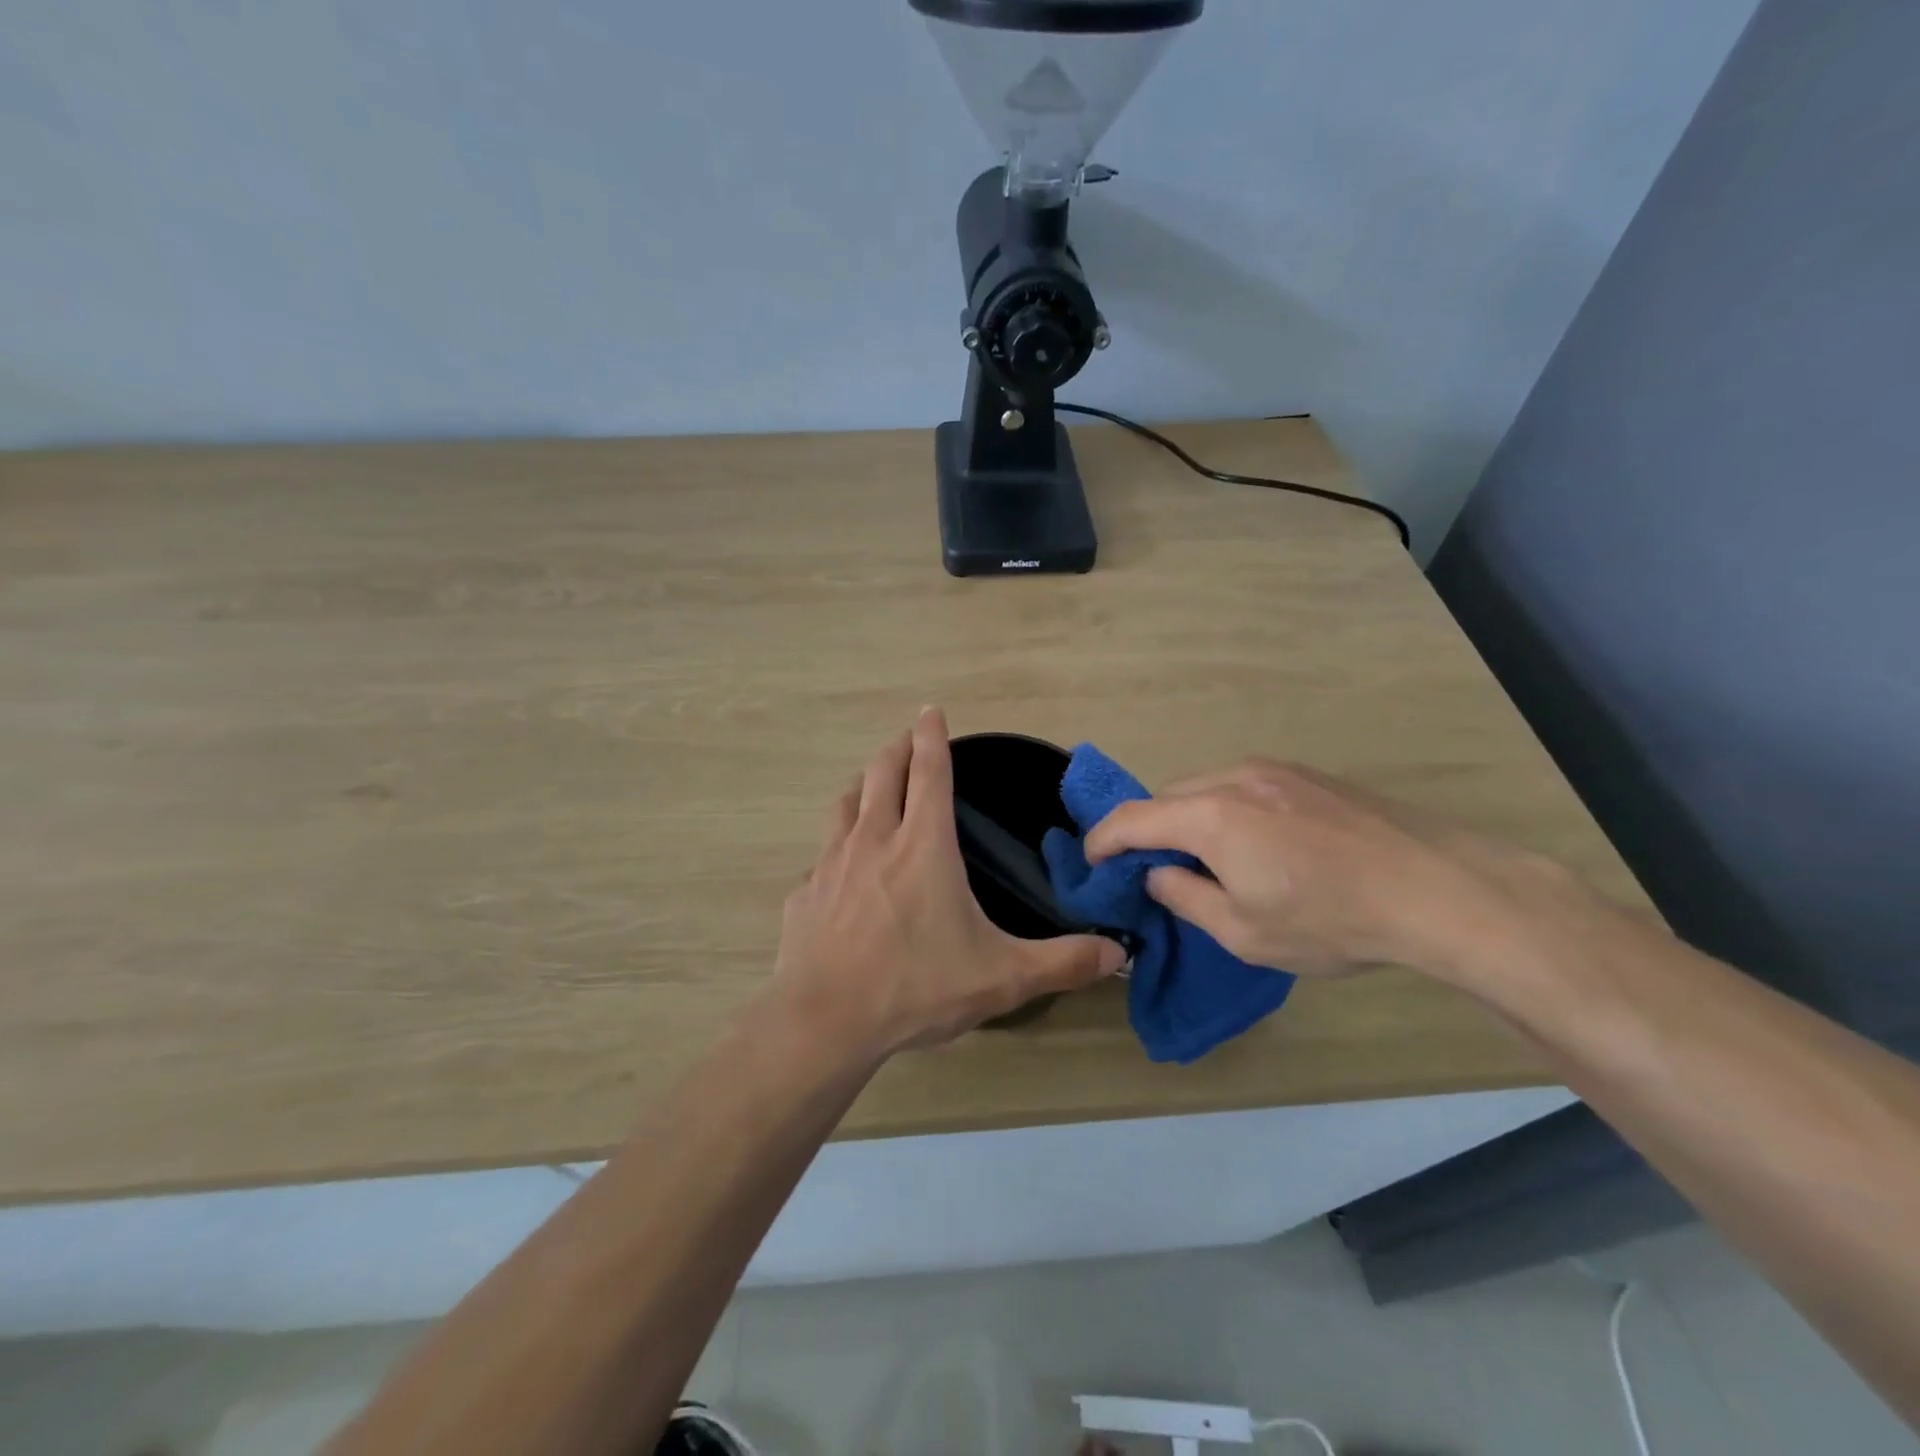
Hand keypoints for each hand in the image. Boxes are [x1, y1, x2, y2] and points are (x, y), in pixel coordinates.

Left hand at [770, 708, 1127, 1059]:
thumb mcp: (1002, 978)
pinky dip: (838, 846)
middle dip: (897, 748)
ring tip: (873, 786)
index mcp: (923, 845)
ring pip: (846, 803)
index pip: (929, 771)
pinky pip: (824, 855)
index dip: (931, 736)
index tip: (931, 710)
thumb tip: (1120, 953)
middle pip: (883, 773)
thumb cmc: (917, 987)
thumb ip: (1063, 962)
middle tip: (908, 738)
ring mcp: (832, 863)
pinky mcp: (805, 893)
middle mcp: (874, 840)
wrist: (824, 1021)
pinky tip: (844, 870)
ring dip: (863, 786)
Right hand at [1083, 758, 1572, 978]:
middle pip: (1167, 798)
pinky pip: (1242, 786)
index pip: (1131, 819)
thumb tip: (1156, 875)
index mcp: (1209, 816)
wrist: (1437, 888)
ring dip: (1188, 819)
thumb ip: (1185, 898)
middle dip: (1147, 832)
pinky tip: (1256, 845)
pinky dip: (1225, 810)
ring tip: (1206, 861)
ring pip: (1205, 788)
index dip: (1102, 841)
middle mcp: (1233, 778)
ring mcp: (1274, 770)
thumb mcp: (1243, 932)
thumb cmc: (1330, 919)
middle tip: (1152, 872)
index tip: (1092, 863)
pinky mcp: (1307, 774)